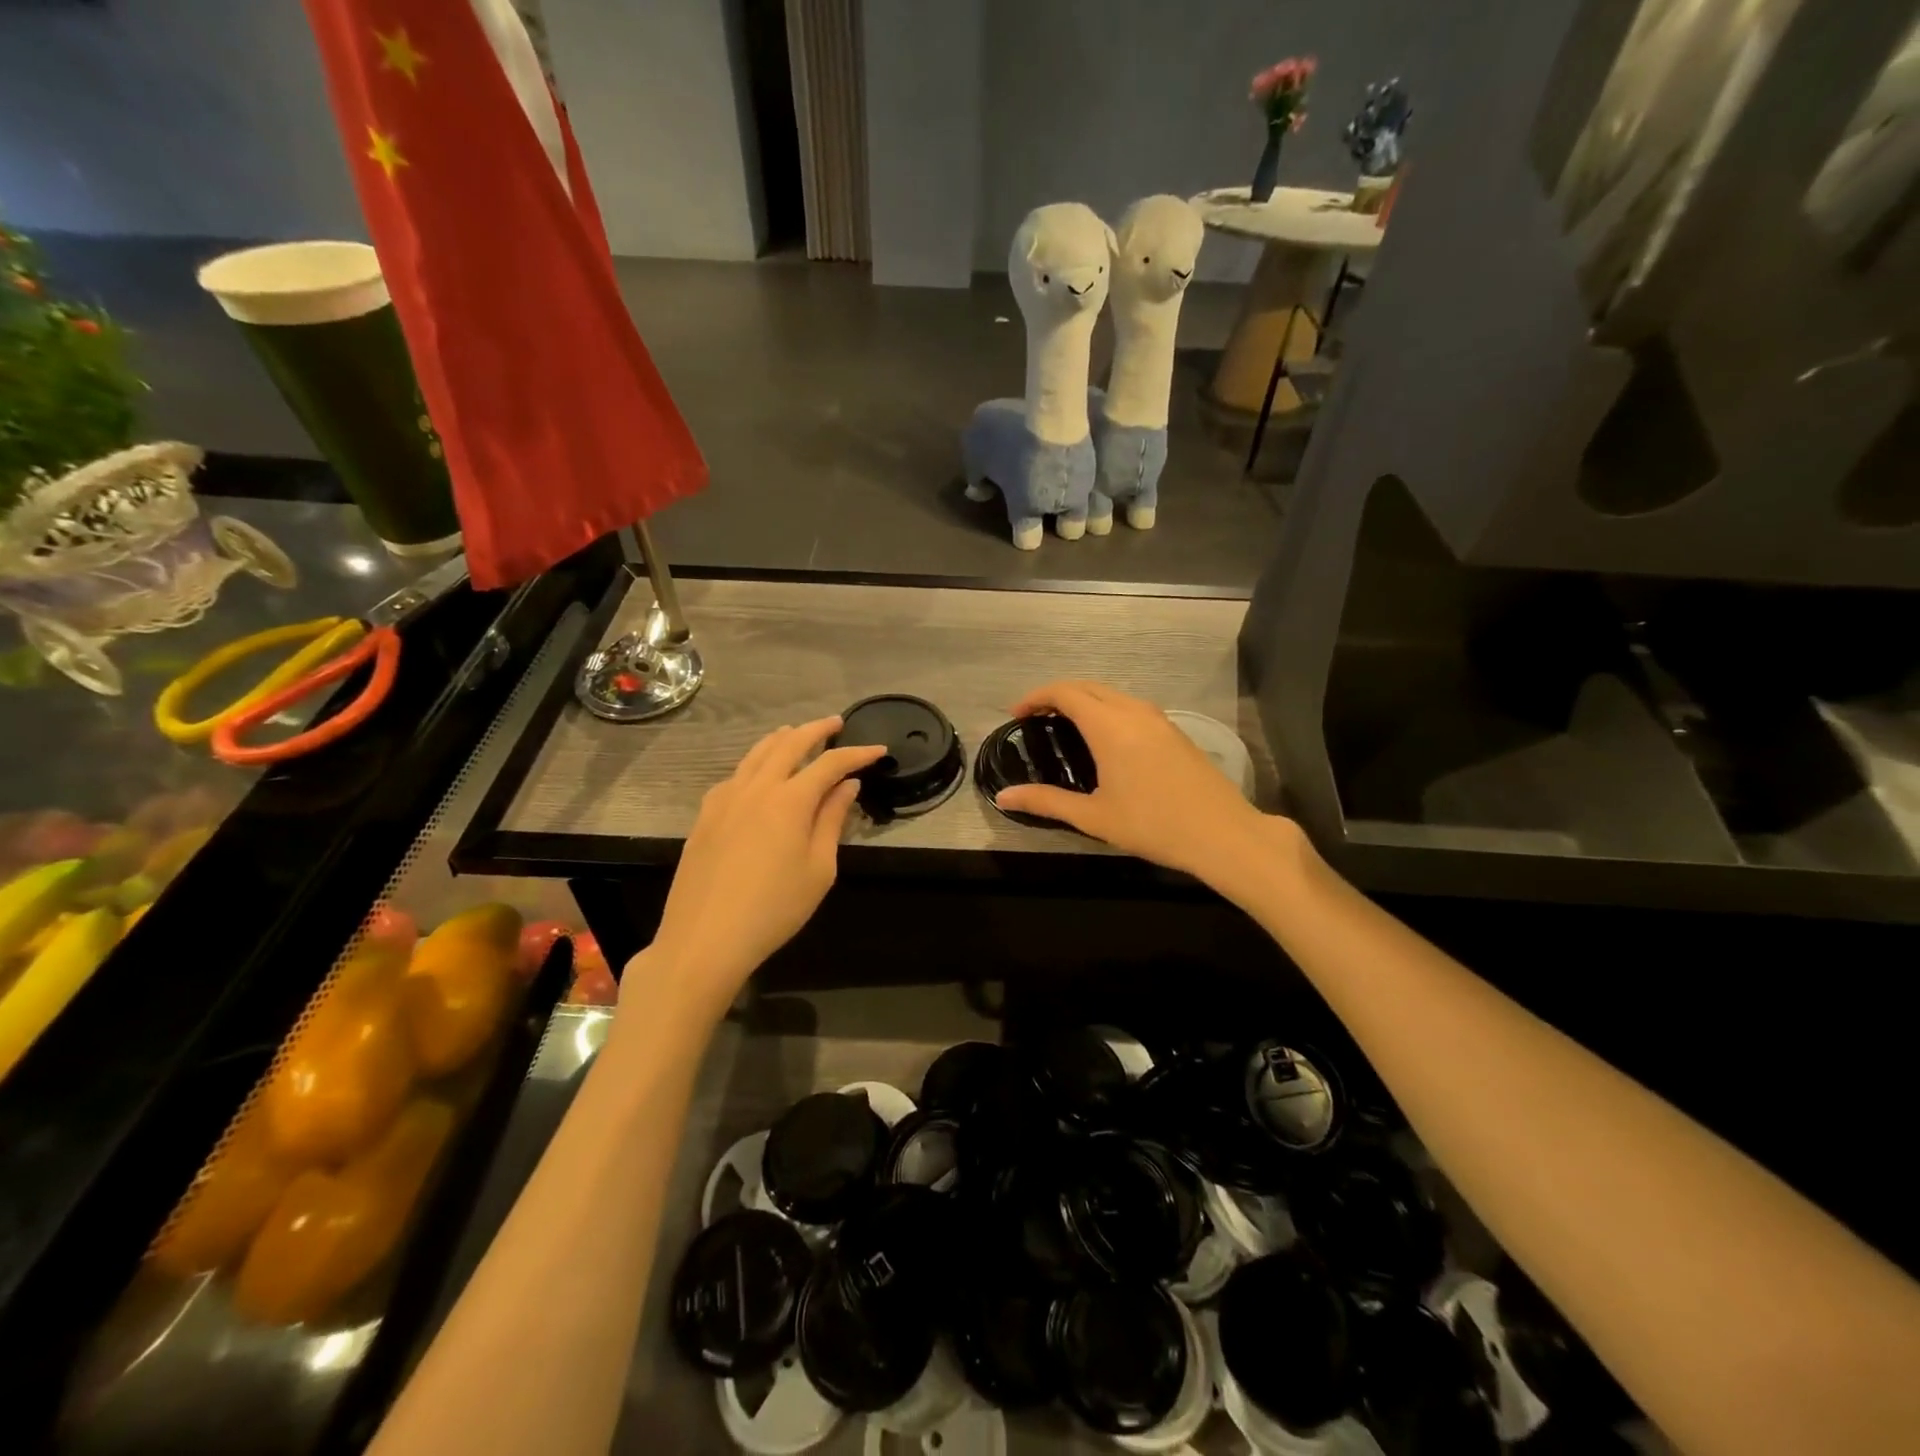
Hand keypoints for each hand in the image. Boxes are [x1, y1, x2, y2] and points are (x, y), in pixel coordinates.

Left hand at [644, 718, 883, 1012]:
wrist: (704, 939)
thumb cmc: (774, 909)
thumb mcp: (818, 870)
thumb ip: (832, 821)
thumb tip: (847, 786)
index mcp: (789, 800)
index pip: (830, 764)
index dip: (857, 753)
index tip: (878, 749)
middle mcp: (756, 788)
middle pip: (789, 744)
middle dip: (816, 730)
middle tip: (836, 724)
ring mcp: (724, 799)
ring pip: (755, 754)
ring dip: (781, 739)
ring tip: (796, 733)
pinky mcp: (705, 816)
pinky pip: (734, 775)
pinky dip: (753, 763)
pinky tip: (757, 773)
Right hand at [993, 681, 1277, 884]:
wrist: (1223, 834)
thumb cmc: (1153, 825)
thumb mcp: (1093, 817)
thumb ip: (1046, 802)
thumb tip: (1004, 798)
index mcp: (1110, 726)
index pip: (1065, 692)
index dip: (1036, 697)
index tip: (1016, 715)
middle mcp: (1134, 712)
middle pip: (1088, 686)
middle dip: (1058, 695)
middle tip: (1036, 719)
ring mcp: (1159, 720)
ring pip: (1113, 694)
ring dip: (1085, 700)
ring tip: (1065, 727)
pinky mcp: (1175, 732)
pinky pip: (1132, 707)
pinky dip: (1108, 710)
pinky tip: (1105, 740)